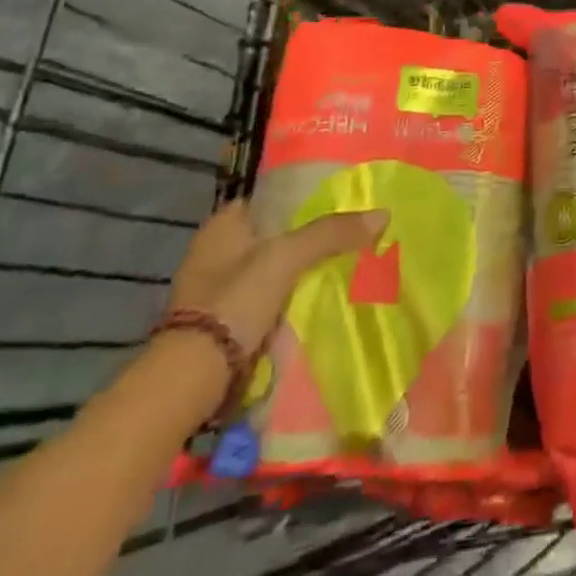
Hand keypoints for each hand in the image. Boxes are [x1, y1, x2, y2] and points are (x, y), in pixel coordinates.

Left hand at [167, 200, 387, 354]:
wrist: (192, 377)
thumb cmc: (234, 301)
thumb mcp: (286, 258)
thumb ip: (331, 233)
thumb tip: (383, 214)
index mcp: (223, 225)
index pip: (272, 198)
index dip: (304, 198)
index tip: (339, 203)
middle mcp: (216, 251)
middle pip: (275, 235)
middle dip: (308, 238)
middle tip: (350, 236)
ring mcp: (217, 289)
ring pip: (273, 269)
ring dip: (300, 271)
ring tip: (344, 266)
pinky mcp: (223, 322)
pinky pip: (267, 300)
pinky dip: (289, 299)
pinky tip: (317, 301)